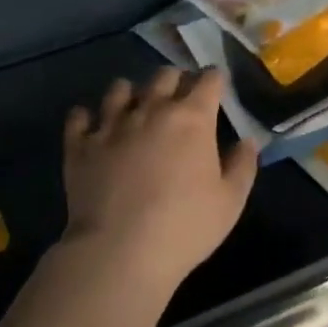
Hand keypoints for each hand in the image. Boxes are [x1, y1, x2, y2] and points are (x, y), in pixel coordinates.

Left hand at [62, 68, 259, 286]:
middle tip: (180, 98)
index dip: (214, 79)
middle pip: (164, 76)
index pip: (208, 80)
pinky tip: (92, 125)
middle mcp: (151, 110)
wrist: (120, 250)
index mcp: (192, 119)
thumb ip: (242, 166)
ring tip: (135, 107)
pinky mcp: (80, 145)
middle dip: (176, 80)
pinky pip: (79, 116)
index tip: (216, 85)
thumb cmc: (185, 227)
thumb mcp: (229, 202)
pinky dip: (87, 117)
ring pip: (120, 88)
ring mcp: (111, 124)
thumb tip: (248, 141)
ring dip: (132, 92)